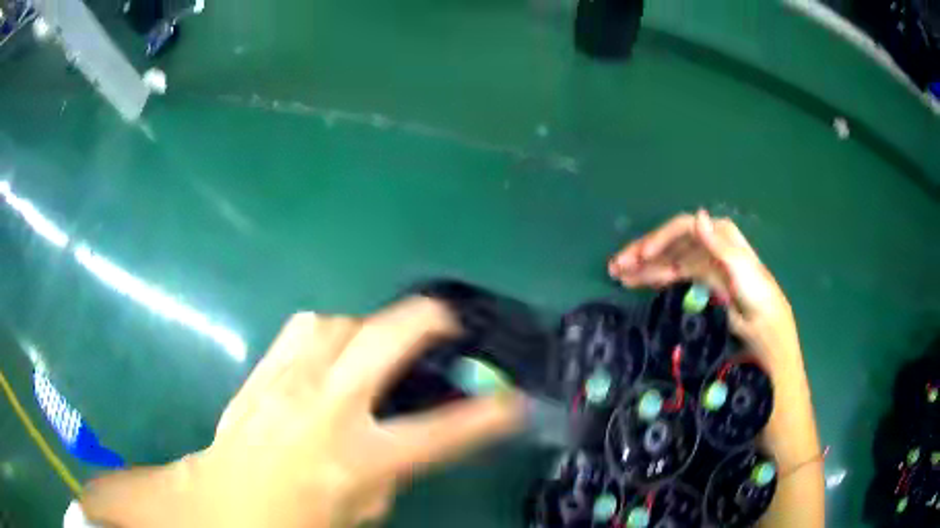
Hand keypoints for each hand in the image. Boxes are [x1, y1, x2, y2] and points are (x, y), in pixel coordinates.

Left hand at [79, 297, 524, 527]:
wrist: (221, 503)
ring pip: (339, 322)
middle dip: (428, 320)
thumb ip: (389, 472)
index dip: (487, 416)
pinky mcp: (263, 371)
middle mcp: (327, 408)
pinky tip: (330, 348)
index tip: (514, 401)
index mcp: (359, 458)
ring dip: (368, 327)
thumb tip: (402, 440)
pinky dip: (327, 331)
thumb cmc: (296, 521)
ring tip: (377, 345)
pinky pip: (302, 328)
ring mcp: (290, 381)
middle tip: (448, 322)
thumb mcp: (361, 511)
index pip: (441, 433)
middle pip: (386, 339)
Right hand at [608, 210, 802, 380]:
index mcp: (720, 236)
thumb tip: (697, 215)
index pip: (683, 229)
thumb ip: (719, 245)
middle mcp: (709, 247)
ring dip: (644, 266)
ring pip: (668, 260)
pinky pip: (674, 276)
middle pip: (671, 244)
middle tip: (616, 267)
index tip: (641, 256)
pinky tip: (638, 281)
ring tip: (617, 274)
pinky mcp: (702, 284)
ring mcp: (704, 266)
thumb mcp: (742, 271)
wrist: (767, 332)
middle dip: (644, 253)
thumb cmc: (759, 298)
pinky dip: (655, 277)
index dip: (659, 239)